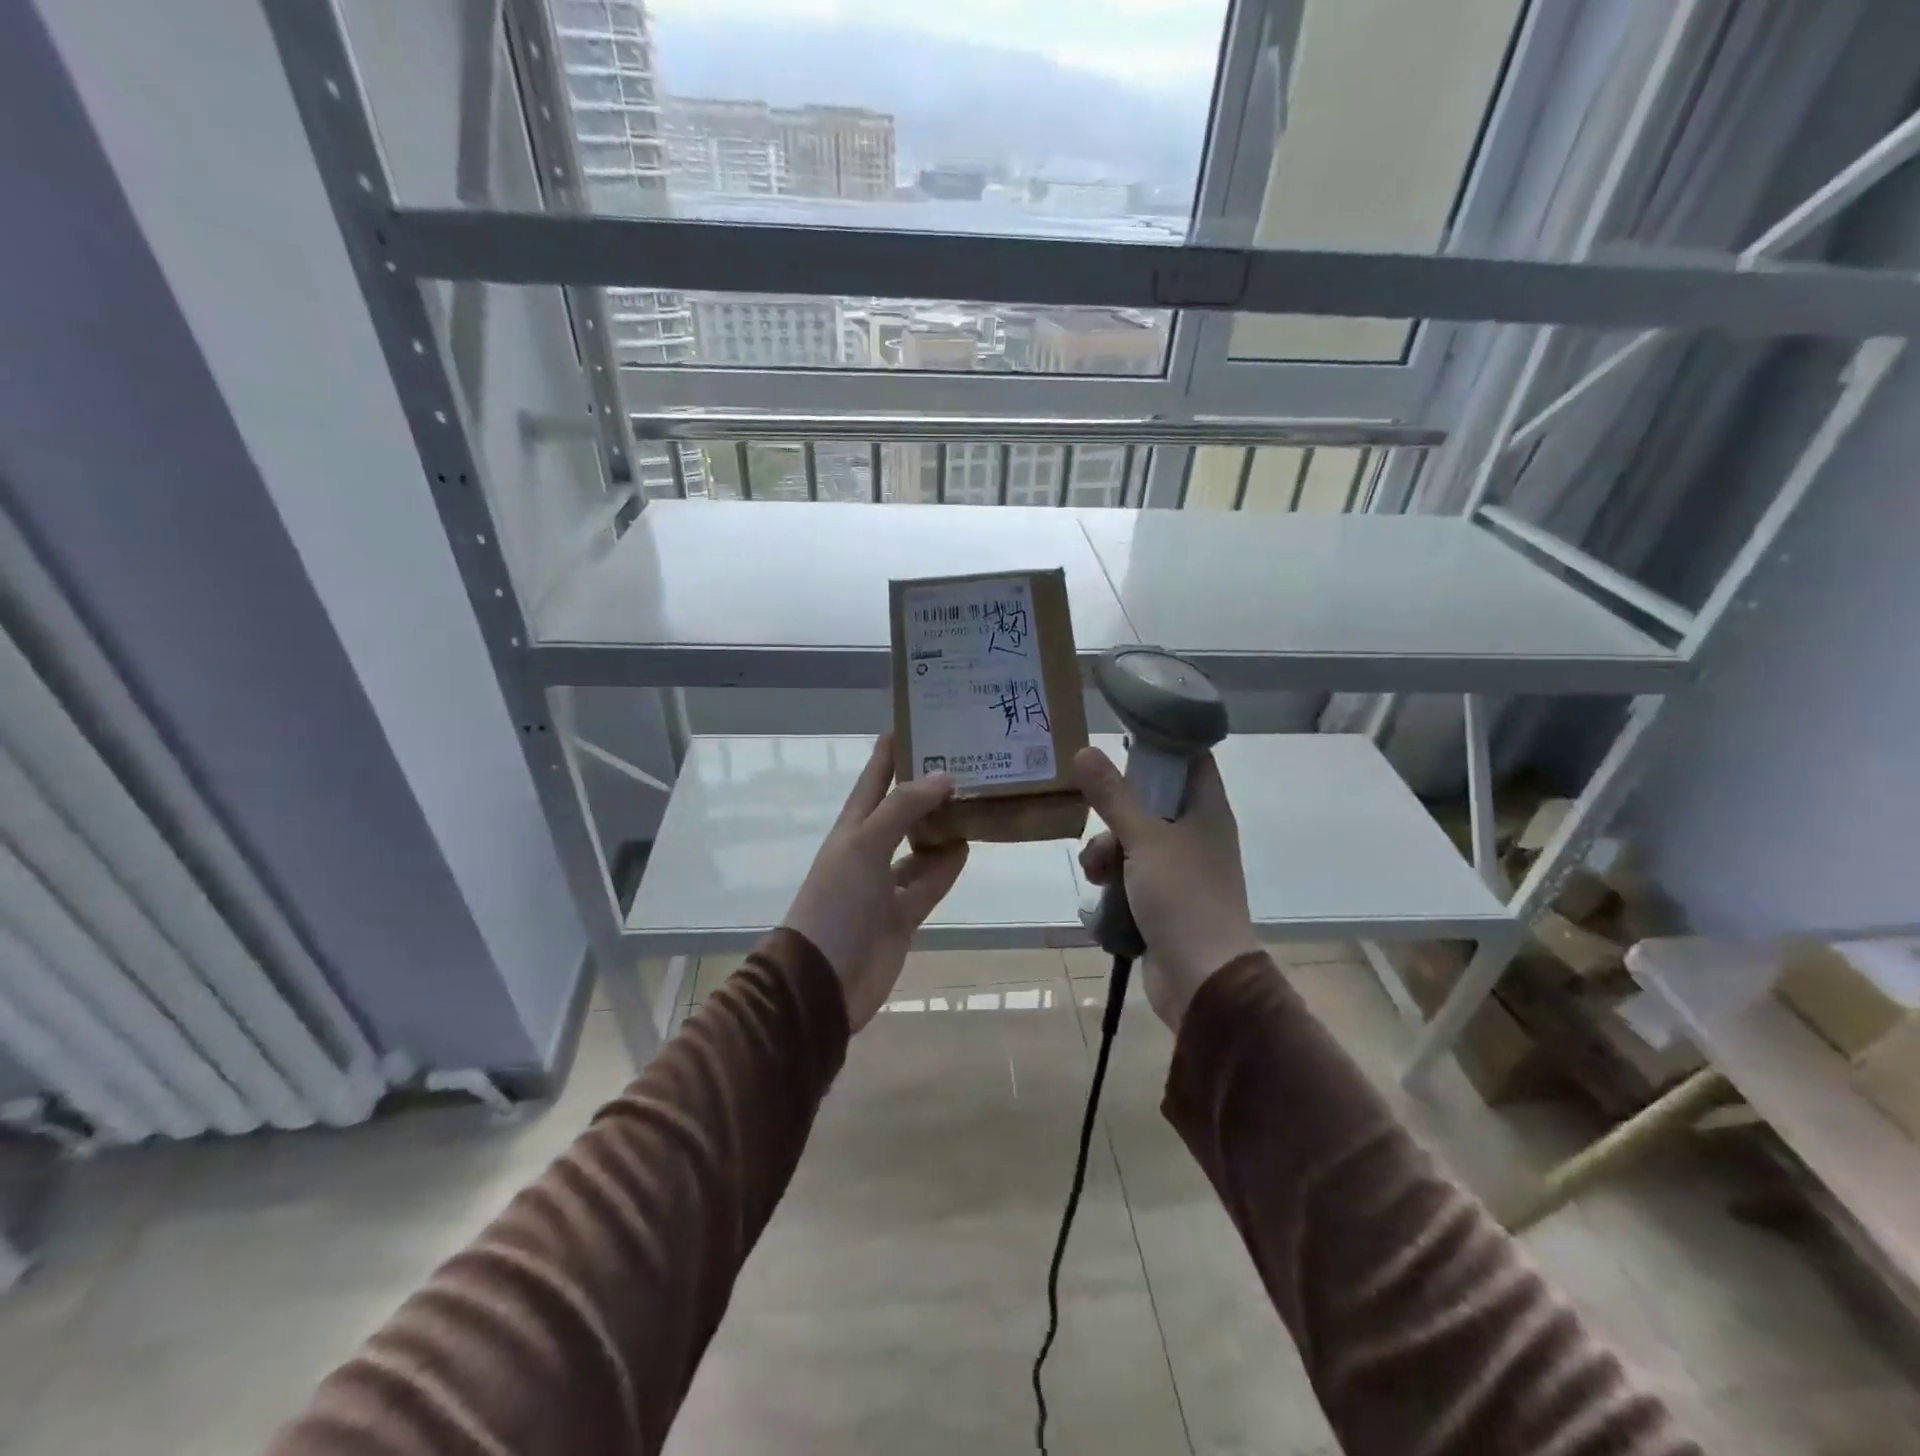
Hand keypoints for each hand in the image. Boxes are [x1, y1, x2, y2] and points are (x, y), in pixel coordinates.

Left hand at [783, 735, 968, 1029]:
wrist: (824, 980)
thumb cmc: (837, 901)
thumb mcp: (865, 844)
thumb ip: (904, 807)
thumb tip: (945, 776)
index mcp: (853, 827)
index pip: (874, 777)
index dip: (892, 749)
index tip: (919, 719)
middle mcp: (870, 849)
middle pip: (902, 809)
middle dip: (927, 786)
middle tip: (966, 759)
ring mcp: (886, 884)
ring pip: (921, 845)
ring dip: (943, 826)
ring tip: (977, 799)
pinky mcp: (904, 915)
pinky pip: (930, 881)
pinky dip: (947, 865)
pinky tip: (969, 845)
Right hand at [1075, 746, 1258, 1032]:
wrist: (1202, 979)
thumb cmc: (1183, 898)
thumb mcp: (1143, 839)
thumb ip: (1113, 795)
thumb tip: (1085, 750)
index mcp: (1206, 811)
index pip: (1190, 758)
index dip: (1160, 744)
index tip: (1120, 739)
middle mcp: (1196, 834)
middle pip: (1150, 801)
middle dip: (1115, 813)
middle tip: (1098, 821)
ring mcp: (1179, 869)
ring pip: (1132, 840)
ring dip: (1107, 852)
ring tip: (1096, 873)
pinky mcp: (1162, 899)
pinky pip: (1129, 875)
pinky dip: (1112, 881)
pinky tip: (1099, 897)